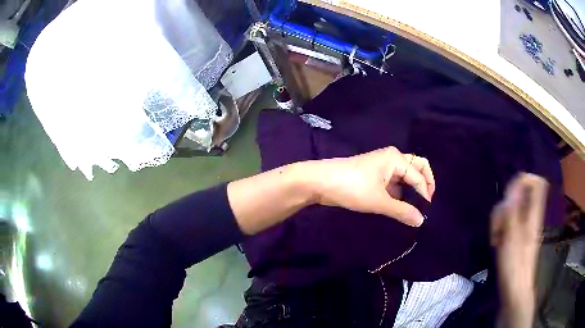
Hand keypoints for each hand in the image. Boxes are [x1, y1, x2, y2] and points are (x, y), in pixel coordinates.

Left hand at [307, 146, 434, 226]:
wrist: (321, 182)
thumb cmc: (352, 187)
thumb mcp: (379, 201)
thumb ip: (402, 211)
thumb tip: (421, 221)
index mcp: (396, 159)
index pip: (419, 176)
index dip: (425, 193)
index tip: (427, 211)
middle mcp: (392, 159)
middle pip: (416, 169)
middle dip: (424, 184)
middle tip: (426, 203)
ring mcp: (382, 167)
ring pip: (404, 177)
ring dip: (411, 190)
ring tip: (414, 209)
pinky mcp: (374, 176)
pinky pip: (393, 183)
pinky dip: (399, 194)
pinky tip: (399, 207)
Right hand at [491, 173, 547, 327]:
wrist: (514, 289)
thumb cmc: (515, 264)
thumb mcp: (513, 235)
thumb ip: (514, 208)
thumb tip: (515, 182)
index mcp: (534, 213)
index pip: (536, 182)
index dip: (524, 180)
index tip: (510, 193)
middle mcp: (530, 215)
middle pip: (519, 194)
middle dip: (505, 204)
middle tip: (499, 223)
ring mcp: (523, 226)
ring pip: (510, 208)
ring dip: (499, 219)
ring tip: (495, 237)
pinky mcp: (516, 236)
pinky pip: (507, 222)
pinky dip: (499, 228)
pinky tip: (496, 241)